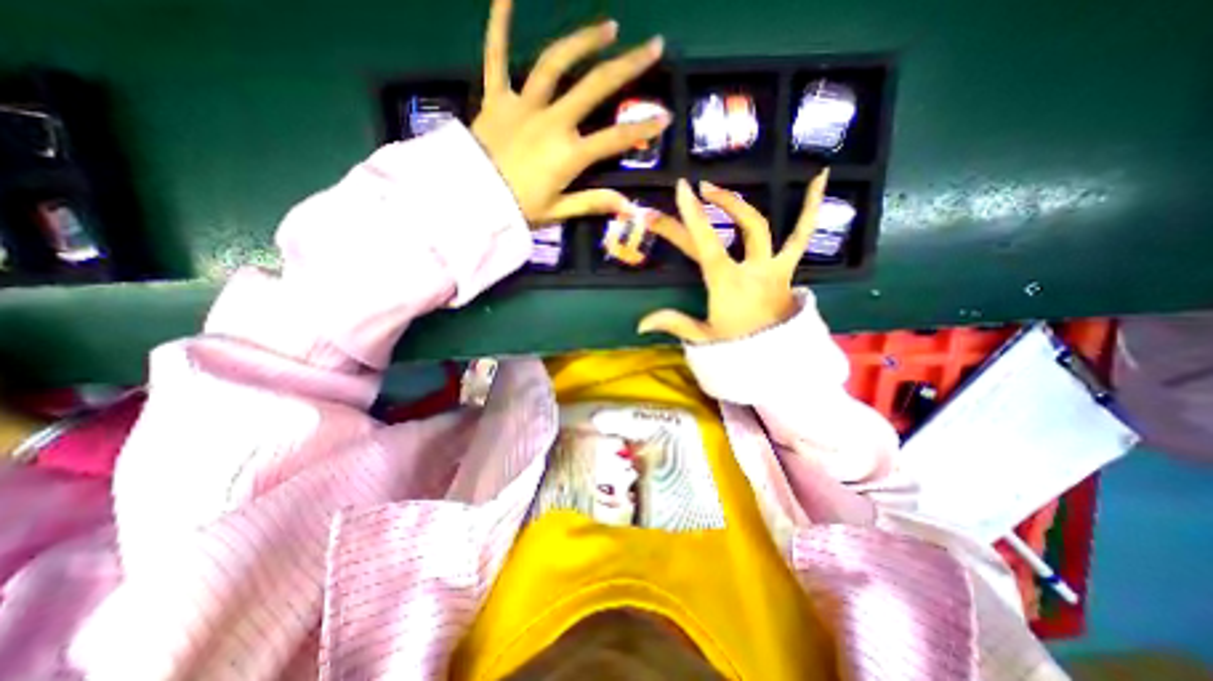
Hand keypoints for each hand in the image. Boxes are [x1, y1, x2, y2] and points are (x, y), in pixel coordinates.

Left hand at [470, 0, 665, 225]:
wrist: (470, 201)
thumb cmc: (517, 210)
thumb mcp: (558, 212)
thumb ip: (593, 203)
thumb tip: (629, 207)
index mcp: (569, 154)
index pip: (615, 139)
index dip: (642, 129)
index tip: (664, 117)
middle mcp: (552, 121)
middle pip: (595, 87)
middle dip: (628, 66)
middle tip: (652, 46)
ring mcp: (524, 105)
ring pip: (556, 63)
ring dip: (584, 40)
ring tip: (608, 26)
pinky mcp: (496, 98)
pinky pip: (496, 56)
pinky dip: (499, 24)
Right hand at [638, 168, 829, 341]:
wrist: (777, 359)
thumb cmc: (739, 347)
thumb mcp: (704, 337)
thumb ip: (674, 324)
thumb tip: (640, 324)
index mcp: (728, 284)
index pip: (707, 245)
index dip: (693, 217)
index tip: (683, 188)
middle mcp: (752, 268)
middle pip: (732, 230)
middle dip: (708, 208)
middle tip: (694, 190)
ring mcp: (773, 266)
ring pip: (762, 227)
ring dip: (741, 204)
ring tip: (724, 185)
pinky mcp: (787, 268)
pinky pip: (802, 235)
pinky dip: (811, 207)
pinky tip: (819, 177)